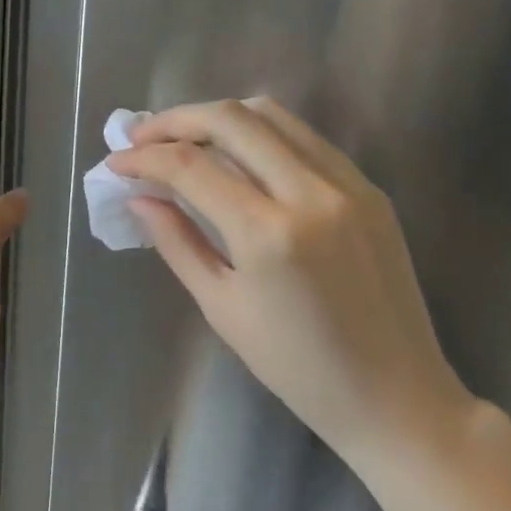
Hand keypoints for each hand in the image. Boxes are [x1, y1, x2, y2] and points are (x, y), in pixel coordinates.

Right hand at [107, 99, 475, 470]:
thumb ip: (177, 242)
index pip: (191, 166)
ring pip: (272, 115)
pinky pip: (305, 138)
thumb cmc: (296, 366)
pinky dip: (260, 133)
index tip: (115, 162)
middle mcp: (311, 193)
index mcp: (269, 234)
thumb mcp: (222, 307)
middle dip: (175, 120)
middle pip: (231, 120)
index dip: (144, 157)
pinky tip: (237, 155)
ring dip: (218, 117)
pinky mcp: (369, 189)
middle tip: (142, 138)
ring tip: (183, 138)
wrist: (395, 395)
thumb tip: (138, 197)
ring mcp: (348, 185)